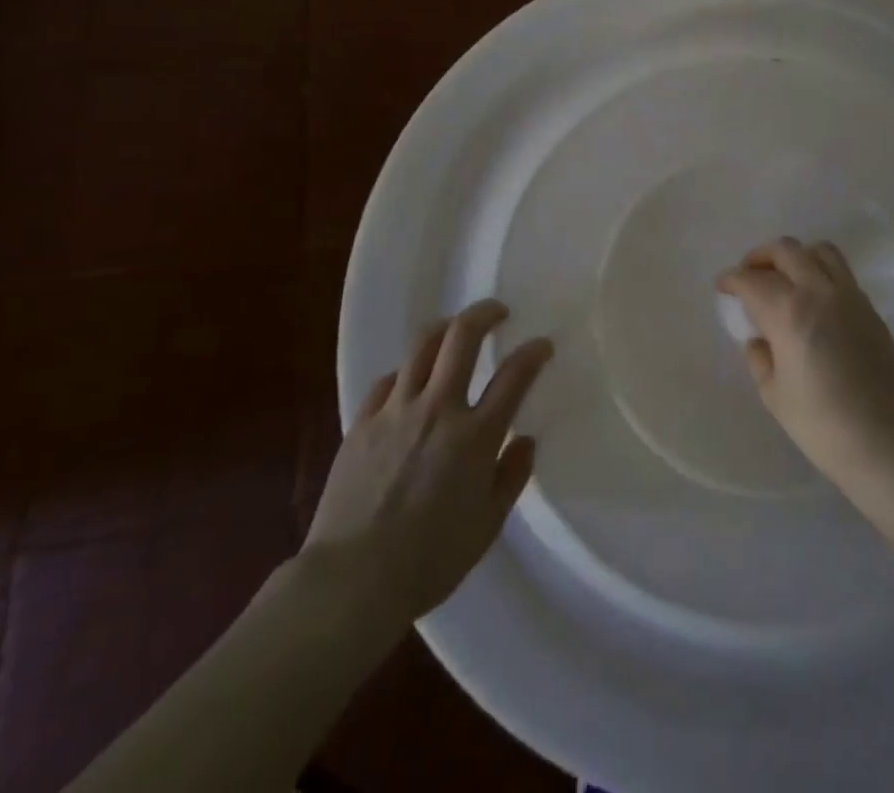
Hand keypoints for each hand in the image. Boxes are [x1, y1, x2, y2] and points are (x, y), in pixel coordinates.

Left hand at [306, 300, 552, 622]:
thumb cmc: (428, 561)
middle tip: (497, 312)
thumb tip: (525, 441)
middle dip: (484, 313)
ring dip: (444, 329)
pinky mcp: (362, 422)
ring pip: (421, 346)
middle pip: (462, 337)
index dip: (533, 353)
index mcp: (475, 437)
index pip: (514, 376)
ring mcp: (396, 411)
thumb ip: (511, 477)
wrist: (351, 581)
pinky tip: (409, 384)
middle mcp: (438, 410)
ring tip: (453, 331)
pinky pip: (388, 381)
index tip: (542, 344)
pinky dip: (406, 374)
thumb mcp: (486, 527)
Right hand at [717, 237, 893, 492]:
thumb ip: (760, 359)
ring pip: (820, 251)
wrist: (888, 442)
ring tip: (785, 277)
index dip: (731, 279)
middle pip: (785, 251)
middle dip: (760, 257)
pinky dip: (820, 271)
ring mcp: (850, 297)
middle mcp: (819, 292)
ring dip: (796, 256)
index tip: (723, 287)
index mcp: (788, 312)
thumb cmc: (822, 424)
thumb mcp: (774, 395)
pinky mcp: (871, 309)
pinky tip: (814, 298)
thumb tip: (759, 340)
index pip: (751, 280)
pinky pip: (841, 272)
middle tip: (749, 274)